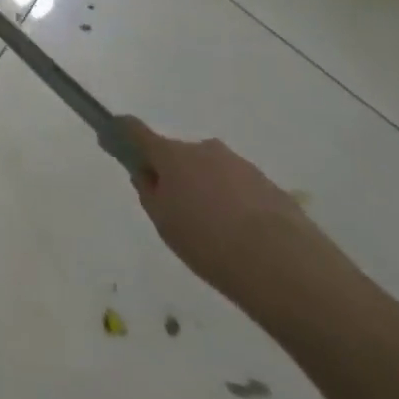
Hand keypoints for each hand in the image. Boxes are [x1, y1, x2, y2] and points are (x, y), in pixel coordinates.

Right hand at [118, 116, 315, 297]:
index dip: (122, 132)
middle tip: (180, 215)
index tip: (112, 138)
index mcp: (172, 155)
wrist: (285, 267)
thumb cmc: (210, 244)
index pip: (136, 131)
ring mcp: (238, 163)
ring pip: (211, 172)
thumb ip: (150, 194)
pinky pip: (239, 188)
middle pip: (178, 156)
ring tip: (219, 237)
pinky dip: (235, 205)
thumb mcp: (165, 225)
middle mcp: (203, 149)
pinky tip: (245, 242)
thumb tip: (148, 176)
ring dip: (207, 192)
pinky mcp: (267, 183)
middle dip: (175, 176)